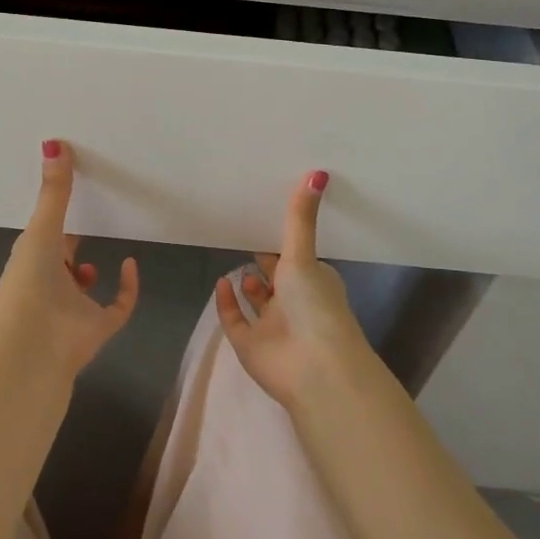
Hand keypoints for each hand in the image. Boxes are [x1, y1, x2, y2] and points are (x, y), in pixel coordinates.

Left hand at [0, 140, 138, 382]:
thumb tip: (54, 142)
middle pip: (61, 261)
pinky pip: (117, 306)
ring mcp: (73, 307)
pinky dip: (127, 288)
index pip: (40, 238)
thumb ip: (54, 190)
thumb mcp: (41, 229)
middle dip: (70, 244)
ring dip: (88, 271)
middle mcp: (49, 283)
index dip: (52, 220)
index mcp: (30, 261)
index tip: (66, 196)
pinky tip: (130, 264)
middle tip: (90, 215)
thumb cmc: (29, 282)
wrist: (34, 346)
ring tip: (104, 246)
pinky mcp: (98, 326)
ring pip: (83, 288)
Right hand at [214, 170, 374, 411]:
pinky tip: (221, 283)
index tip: (266, 220)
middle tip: (244, 235)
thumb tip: (318, 171)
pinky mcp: (251, 346)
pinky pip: (236, 320)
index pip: (297, 258)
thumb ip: (300, 217)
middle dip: (265, 262)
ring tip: (235, 260)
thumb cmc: (314, 305)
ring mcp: (273, 326)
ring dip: (248, 285)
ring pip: (258, 303)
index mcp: (314, 282)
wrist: (314, 367)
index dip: (283, 244)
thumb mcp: (304, 255)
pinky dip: (228, 303)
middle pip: (277, 280)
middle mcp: (295, 304)